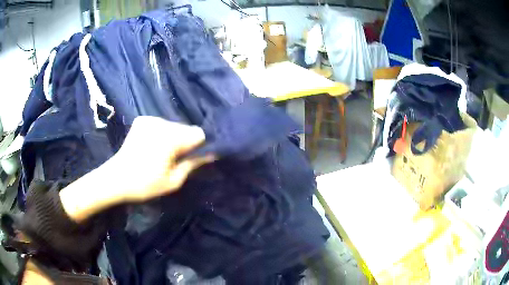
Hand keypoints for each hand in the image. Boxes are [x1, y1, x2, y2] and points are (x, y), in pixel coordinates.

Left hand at [111, 116, 213, 201]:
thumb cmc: (145, 184)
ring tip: (163, 154)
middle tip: (175, 160)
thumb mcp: (173, 181)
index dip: (200, 146)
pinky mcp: (142, 120)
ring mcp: (150, 119)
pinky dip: (162, 134)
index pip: (198, 134)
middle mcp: (161, 123)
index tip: (193, 158)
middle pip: (186, 128)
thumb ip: (193, 164)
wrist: (116, 179)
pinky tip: (153, 146)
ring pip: (174, 126)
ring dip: (174, 138)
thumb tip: (211, 154)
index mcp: (170, 138)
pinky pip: (161, 125)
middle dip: (186, 142)